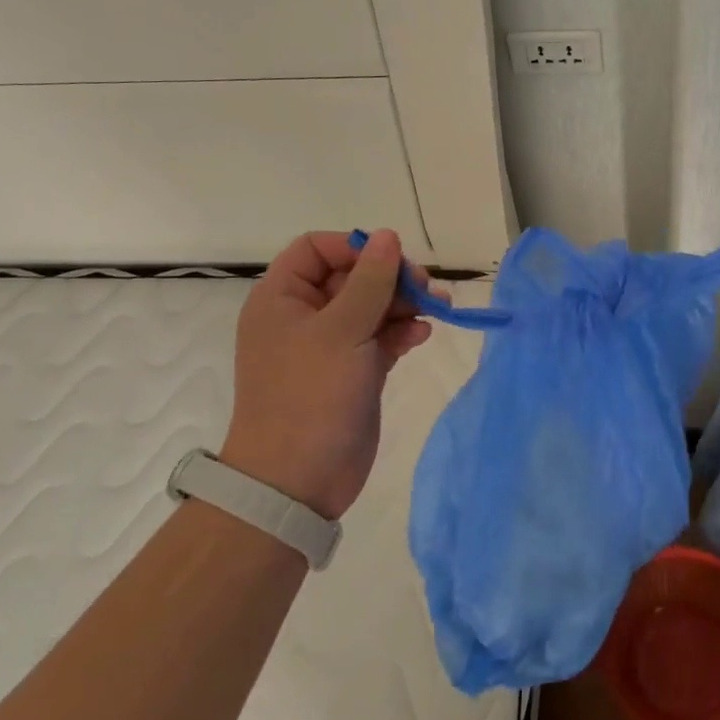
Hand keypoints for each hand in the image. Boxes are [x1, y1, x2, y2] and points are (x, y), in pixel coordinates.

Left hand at [222, 229, 442, 519]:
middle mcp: (303, 316)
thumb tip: (387, 236)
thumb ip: (370, 281)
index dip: (354, 247)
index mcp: (282, 299)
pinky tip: (421, 335)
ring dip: (404, 303)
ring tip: (437, 307)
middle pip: (351, 276)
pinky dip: (401, 332)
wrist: (297, 483)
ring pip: (371, 306)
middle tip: (425, 286)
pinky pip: (380, 337)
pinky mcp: (352, 371)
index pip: (316, 249)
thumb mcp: (342, 331)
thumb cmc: (310, 396)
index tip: (391, 259)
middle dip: (390, 277)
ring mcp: (329, 345)